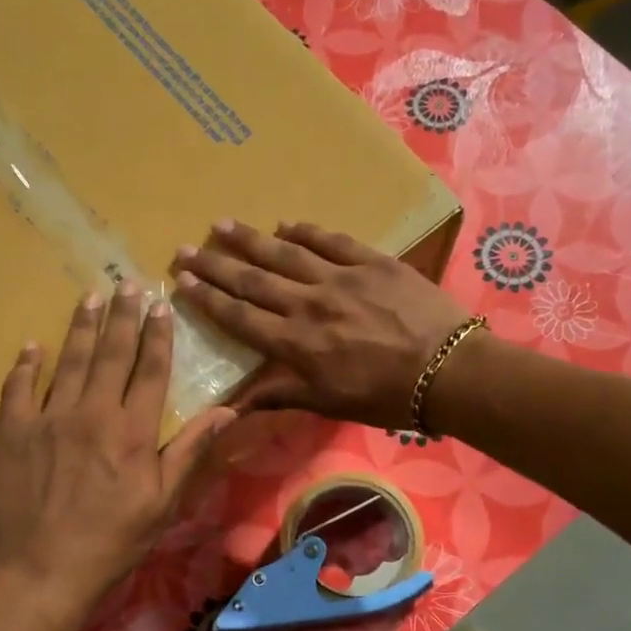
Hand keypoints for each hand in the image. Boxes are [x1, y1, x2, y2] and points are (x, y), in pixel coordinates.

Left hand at [0, 283, 235, 609]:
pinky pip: (18, 387)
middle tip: (127, 282)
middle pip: (111, 353)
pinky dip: (26, 364)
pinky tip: (33, 345)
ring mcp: (47, 418)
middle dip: (122, 316)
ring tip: (90, 296)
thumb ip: (191, 451)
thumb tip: (227, 411)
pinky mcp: (11, 432)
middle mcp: (91, 412)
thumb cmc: (111, 541)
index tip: (161, 305)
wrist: (40, 571)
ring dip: (81, 326)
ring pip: (68, 360)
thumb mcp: (163, 503)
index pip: (150, 370)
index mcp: (132, 430)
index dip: (158, 335)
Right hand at [173, 221, 470, 428]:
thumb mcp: (328, 404)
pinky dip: (306, 231)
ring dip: (250, 239)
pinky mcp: (372, 261)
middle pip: (252, 280)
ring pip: (285, 253)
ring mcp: (340, 278)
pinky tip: (286, 223)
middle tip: (185, 247)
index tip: (182, 281)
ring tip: (222, 225)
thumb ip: (279, 396)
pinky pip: (331, 240)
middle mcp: (308, 304)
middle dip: (215, 264)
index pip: (240, 317)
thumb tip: (232, 406)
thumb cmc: (385, 396)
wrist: (448, 370)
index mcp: (295, 343)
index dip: (208, 299)